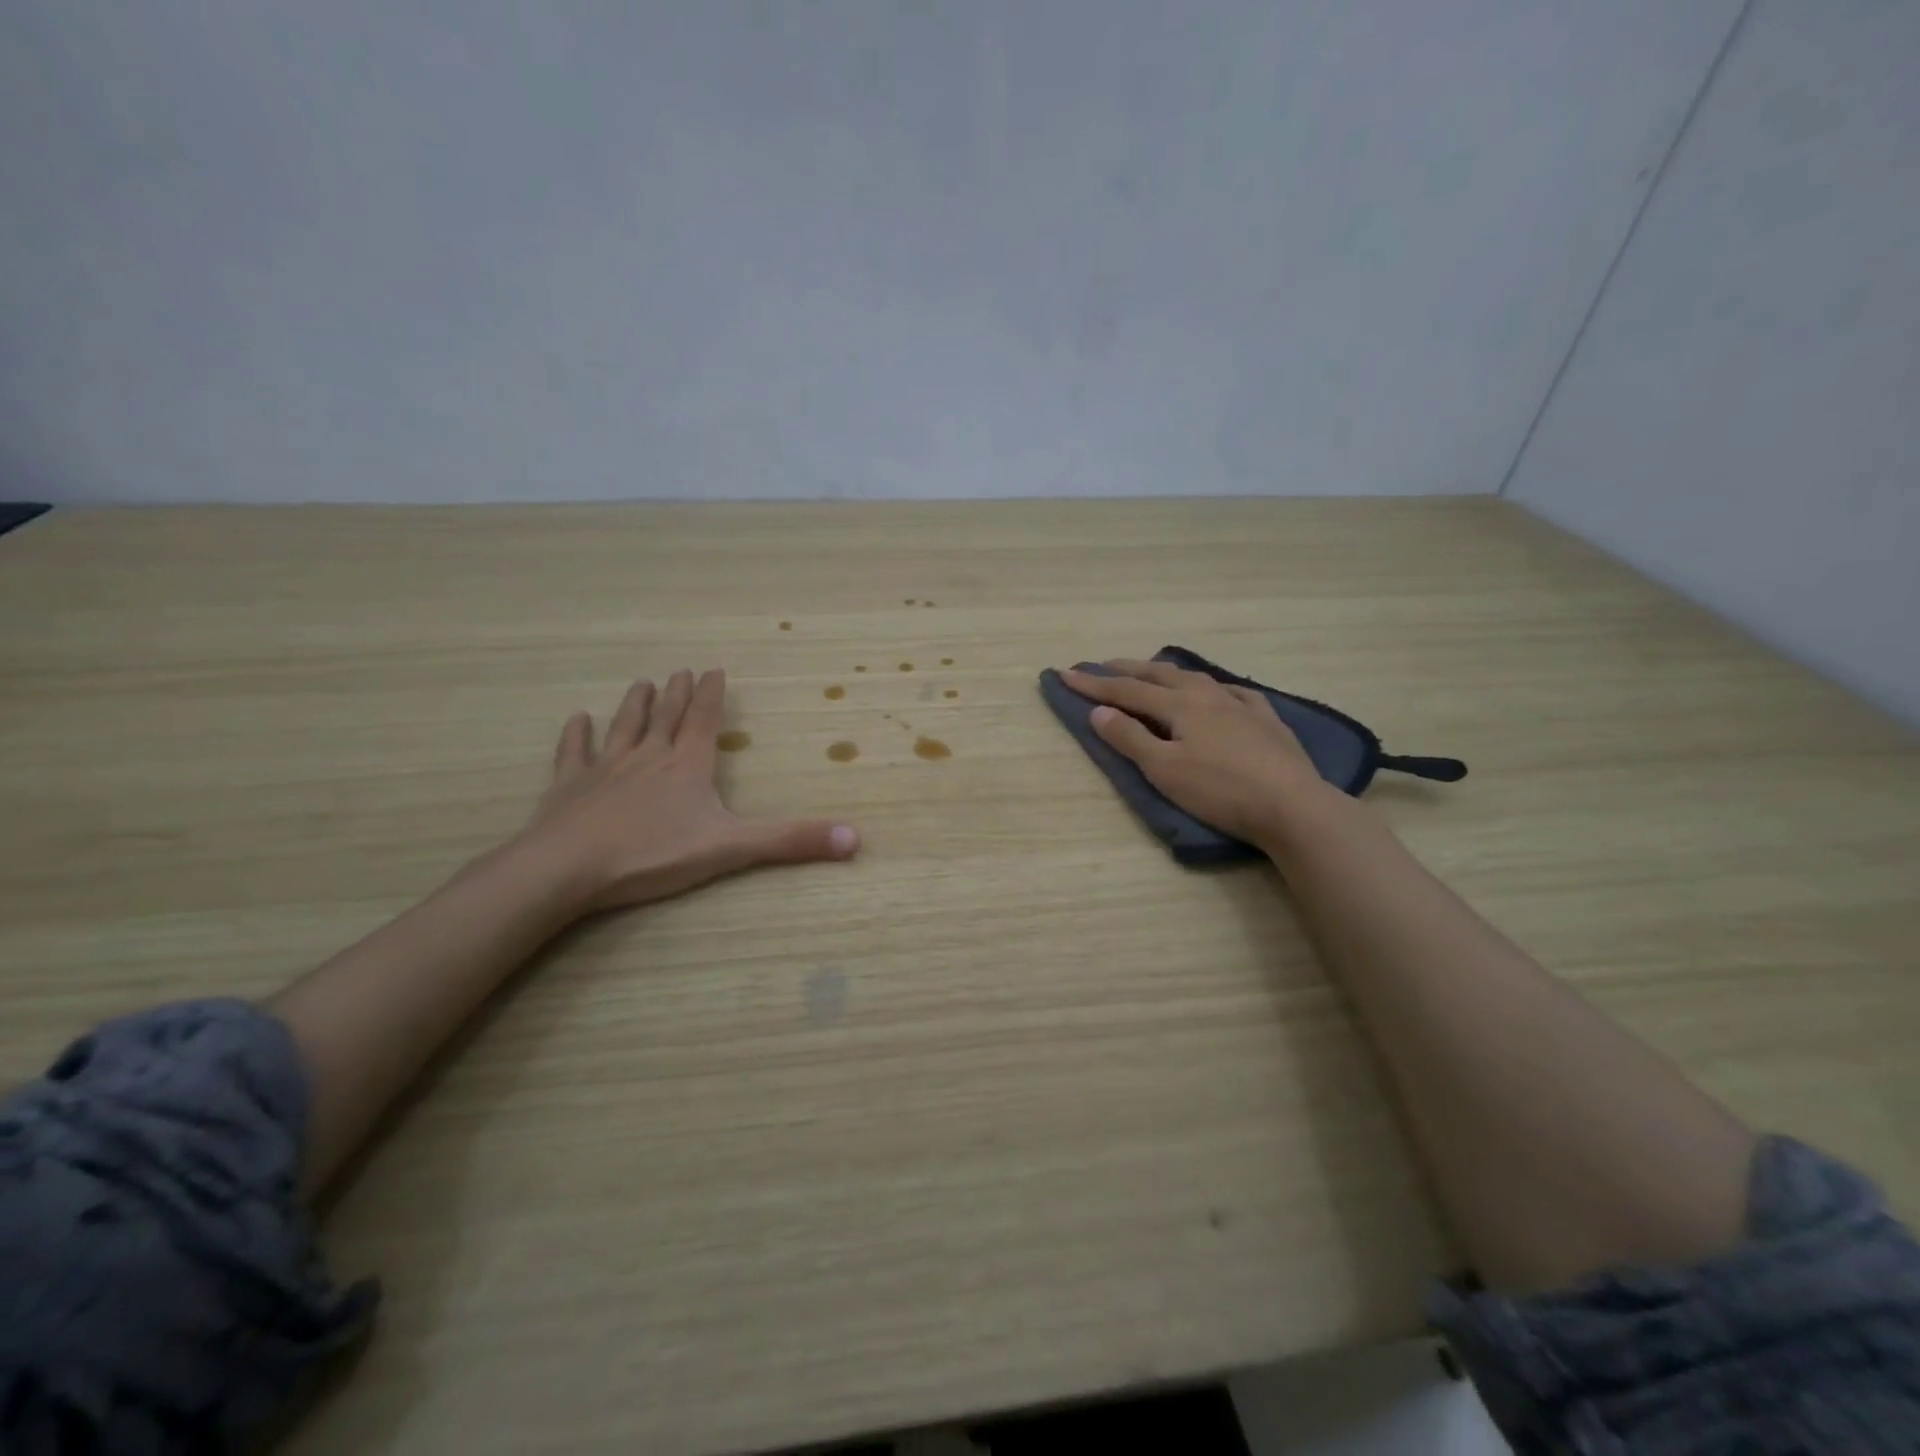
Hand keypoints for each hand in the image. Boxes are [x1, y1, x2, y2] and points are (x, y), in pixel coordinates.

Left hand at [527, 667, 858, 910]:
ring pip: (623, 728)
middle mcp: (648, 758)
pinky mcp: (568, 787)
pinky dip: (575, 735)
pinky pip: (573, 753)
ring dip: (634, 705)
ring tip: (640, 682)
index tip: (714, 670)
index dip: (712, 696)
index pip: (703, 721)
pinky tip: (576, 719)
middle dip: (676, 694)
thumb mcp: (731, 848)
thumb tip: (855, 838)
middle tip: (679, 670)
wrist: (568, 868)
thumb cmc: (653, 854)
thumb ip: (791, 841)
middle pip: (665, 718)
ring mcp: (604, 769)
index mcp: (687, 767)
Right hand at [1061, 659, 1350, 849]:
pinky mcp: (1266, 719)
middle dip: (1126, 670)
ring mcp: (1240, 704)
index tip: (1064, 675)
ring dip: (1165, 673)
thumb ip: (1129, 738)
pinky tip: (1217, 691)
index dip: (1093, 684)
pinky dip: (1212, 687)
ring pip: (1195, 678)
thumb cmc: (1220, 790)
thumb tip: (1098, 711)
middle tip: (1101, 665)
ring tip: (1151, 671)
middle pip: (1158, 675)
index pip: (1125, 691)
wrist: (1292, 805)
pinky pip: (1233, 692)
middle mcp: (1207, 695)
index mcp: (1179, 705)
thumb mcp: (1164, 770)